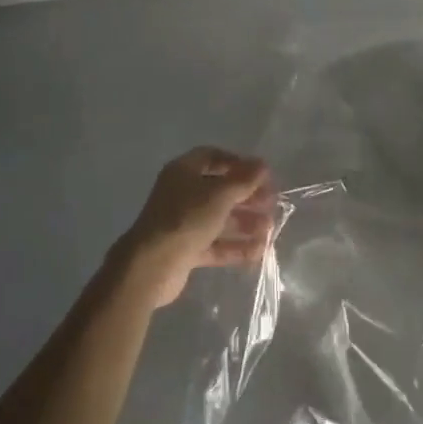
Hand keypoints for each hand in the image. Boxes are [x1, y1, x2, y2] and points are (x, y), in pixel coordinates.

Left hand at [111, 147, 276, 308]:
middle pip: (219, 190)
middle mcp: (182, 193)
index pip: (213, 157)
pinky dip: (234, 247)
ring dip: (245, 223)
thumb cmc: (186, 219)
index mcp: (184, 171)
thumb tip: (263, 164)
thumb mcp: (220, 195)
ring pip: (219, 219)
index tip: (261, 175)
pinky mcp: (185, 250)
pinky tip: (258, 252)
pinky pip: (214, 245)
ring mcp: (182, 223)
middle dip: (247, 196)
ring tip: (270, 230)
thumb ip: (244, 180)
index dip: (238, 163)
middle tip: (271, 204)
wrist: (151, 266)